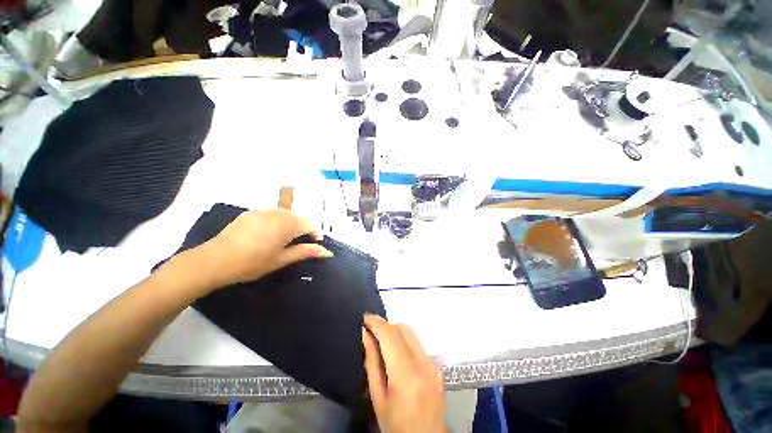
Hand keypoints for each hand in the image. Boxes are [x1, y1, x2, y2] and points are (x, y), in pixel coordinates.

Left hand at [193, 209, 332, 288]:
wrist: (214, 261)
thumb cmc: (252, 263)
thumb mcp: (281, 259)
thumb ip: (305, 252)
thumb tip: (327, 252)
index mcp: (287, 224)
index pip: (309, 224)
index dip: (315, 234)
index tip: (315, 244)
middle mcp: (277, 213)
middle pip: (298, 217)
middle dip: (303, 228)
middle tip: (300, 243)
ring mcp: (263, 211)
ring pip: (286, 214)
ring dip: (291, 224)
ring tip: (285, 239)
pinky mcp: (251, 213)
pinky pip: (272, 214)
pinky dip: (277, 221)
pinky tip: (269, 234)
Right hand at [362, 314, 446, 432]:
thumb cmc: (396, 425)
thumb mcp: (377, 397)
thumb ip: (371, 362)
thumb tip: (365, 334)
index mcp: (406, 375)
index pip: (391, 336)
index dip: (377, 323)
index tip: (365, 317)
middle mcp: (423, 364)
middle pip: (403, 329)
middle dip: (385, 325)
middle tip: (371, 330)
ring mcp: (433, 364)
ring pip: (411, 333)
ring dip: (394, 331)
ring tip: (381, 340)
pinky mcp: (437, 366)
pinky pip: (417, 344)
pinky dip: (404, 341)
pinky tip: (396, 353)